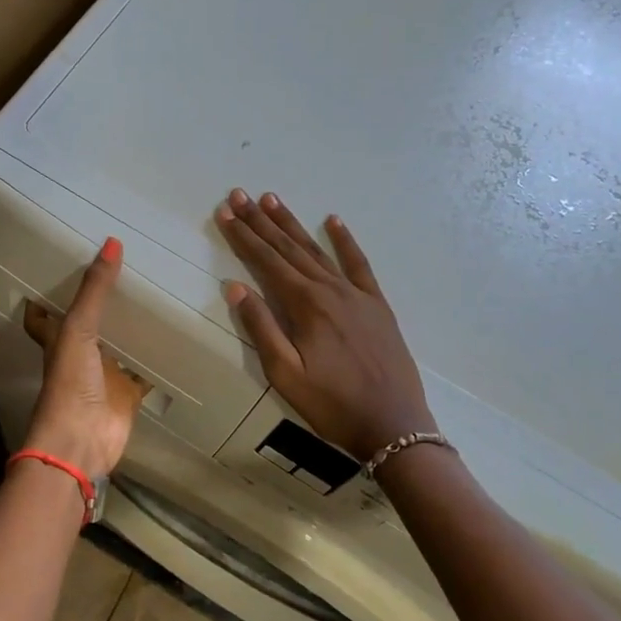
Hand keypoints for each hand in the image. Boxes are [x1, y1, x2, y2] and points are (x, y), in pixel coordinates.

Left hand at [22, 237, 148, 479]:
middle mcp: (82, 354)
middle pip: (93, 325)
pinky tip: (177, 339)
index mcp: (61, 338)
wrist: (81, 442)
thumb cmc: (70, 383)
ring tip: (159, 295)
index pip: (51, 312)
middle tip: (131, 271)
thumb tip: (112, 242)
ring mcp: (106, 375)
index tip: (69, 266)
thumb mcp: (79, 329)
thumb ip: (95, 290)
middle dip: (107, 304)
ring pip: (122, 345)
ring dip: (134, 328)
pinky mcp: (129, 394)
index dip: (55, 294)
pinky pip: (146, 371)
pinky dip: (159, 359)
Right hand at [216, 189, 435, 461]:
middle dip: (261, 221)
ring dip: (292, 224)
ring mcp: (356, 294)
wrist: (394, 425)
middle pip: (288, 248)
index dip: (243, 236)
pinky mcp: (376, 304)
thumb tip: (235, 286)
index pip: (266, 261)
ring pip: (317, 250)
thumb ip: (261, 327)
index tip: (225, 212)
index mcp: (305, 305)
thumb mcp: (285, 374)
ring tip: (272, 200)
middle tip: (240, 195)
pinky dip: (345, 241)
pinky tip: (334, 221)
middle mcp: (329, 289)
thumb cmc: (332, 405)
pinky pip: (359, 264)